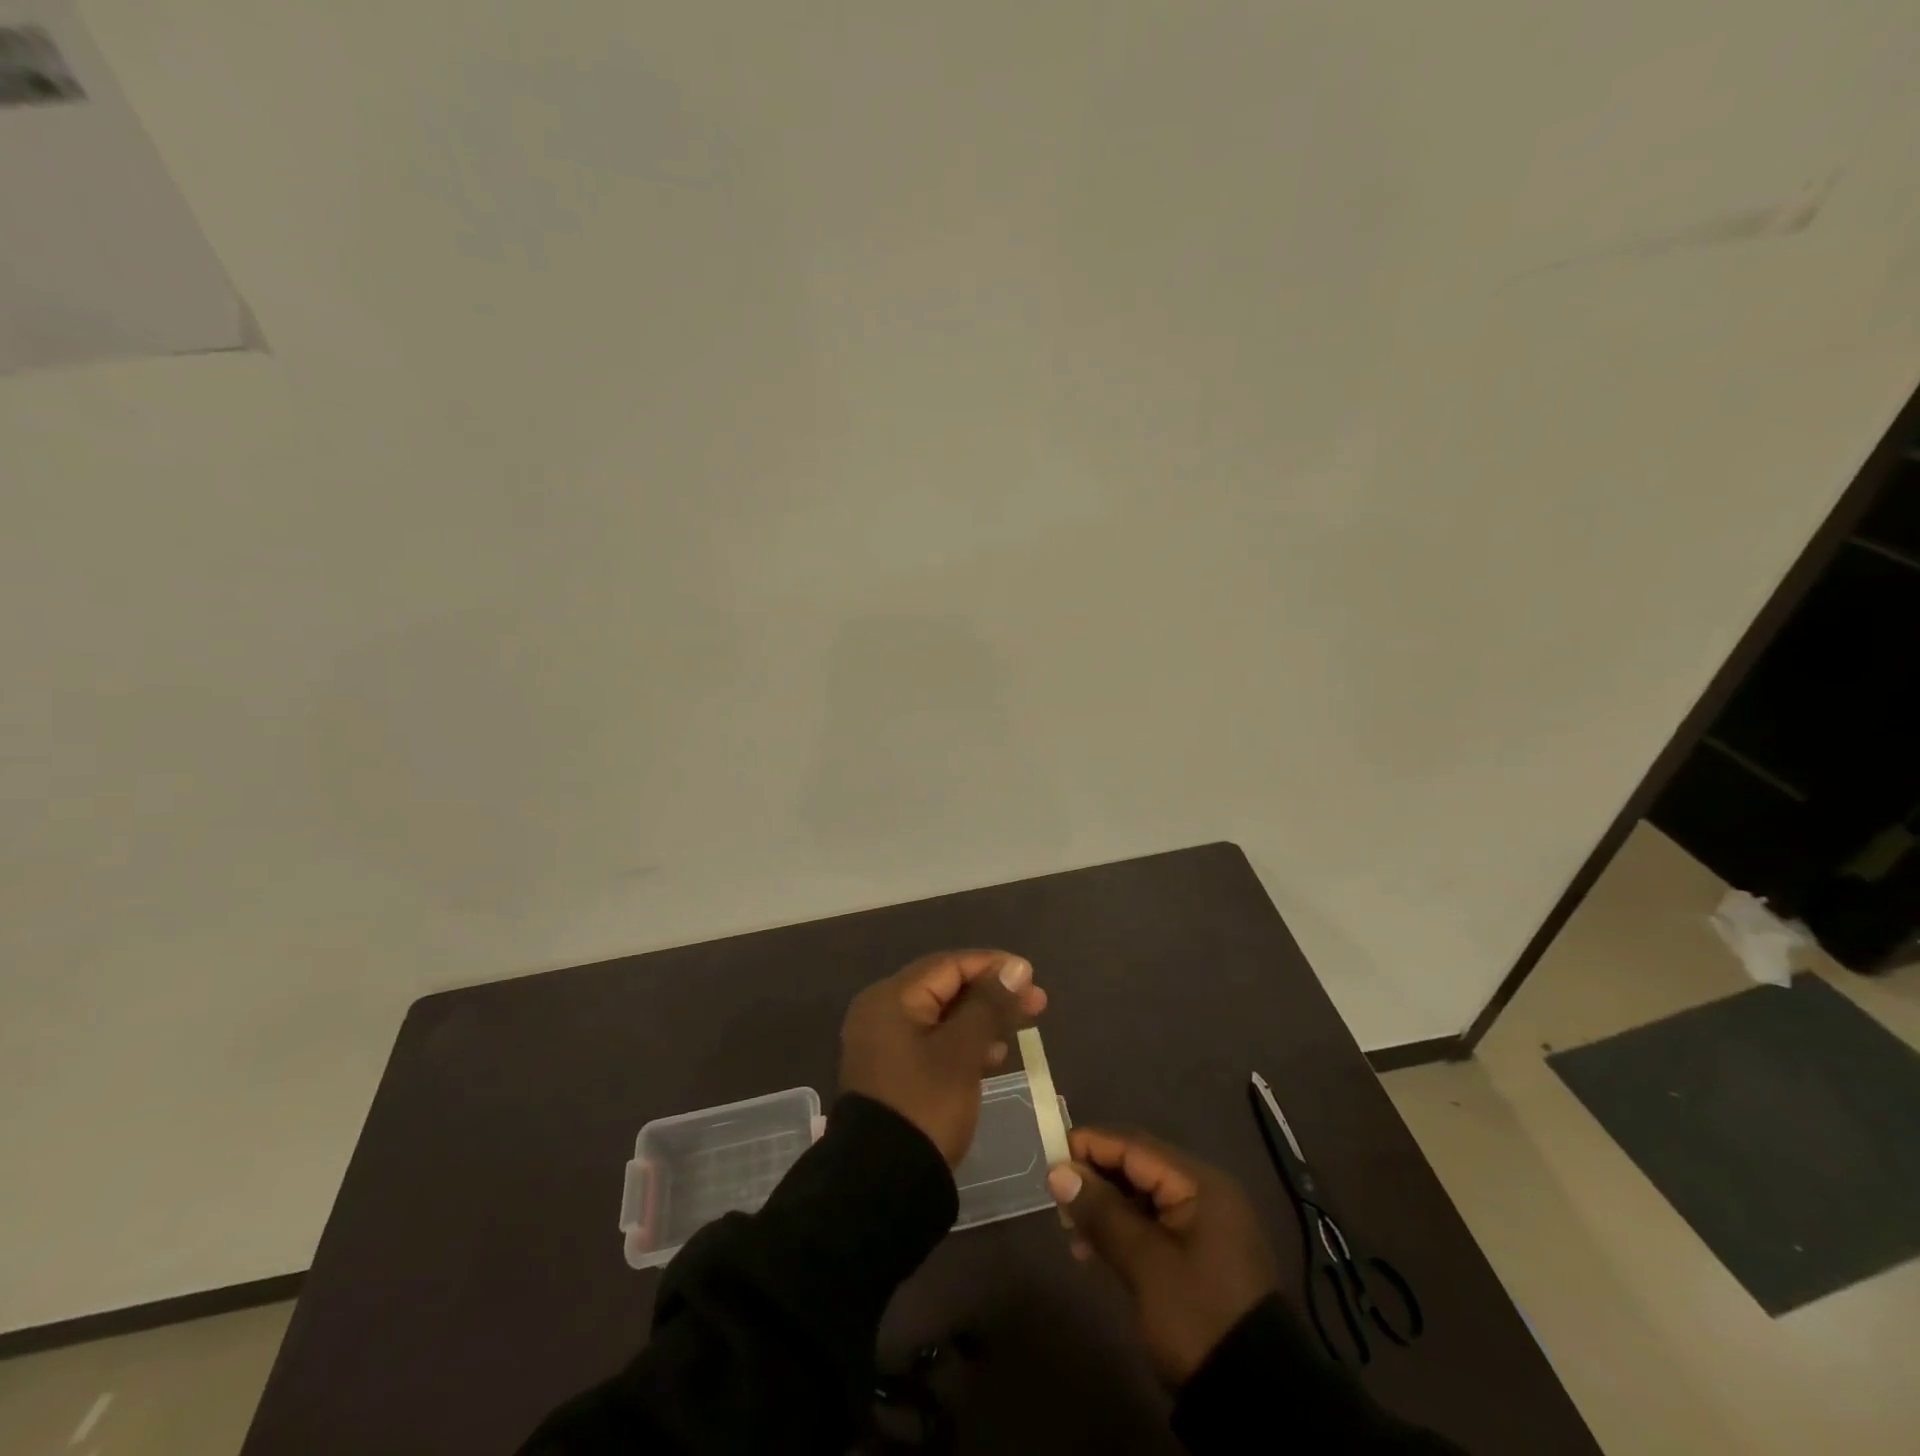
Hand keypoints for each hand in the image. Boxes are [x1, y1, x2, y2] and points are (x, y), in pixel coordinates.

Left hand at [839, 949, 1047, 1166]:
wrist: (883, 1185)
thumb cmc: (926, 1106)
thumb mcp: (962, 1052)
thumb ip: (990, 1004)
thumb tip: (1017, 967)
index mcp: (891, 998)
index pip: (949, 965)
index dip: (993, 967)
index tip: (1032, 977)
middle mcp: (882, 1011)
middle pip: (945, 987)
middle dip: (991, 993)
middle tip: (1037, 1003)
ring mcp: (884, 1042)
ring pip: (941, 1016)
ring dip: (981, 1018)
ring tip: (1019, 1028)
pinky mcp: (892, 1070)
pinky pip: (932, 1041)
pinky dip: (962, 1042)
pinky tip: (993, 1055)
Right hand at [1047, 1127, 1279, 1386]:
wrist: (1256, 1400)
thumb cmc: (1197, 1317)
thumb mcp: (1145, 1264)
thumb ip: (1101, 1212)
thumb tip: (1058, 1172)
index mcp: (1199, 1183)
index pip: (1135, 1146)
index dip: (1091, 1145)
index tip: (1050, 1155)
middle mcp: (1204, 1192)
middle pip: (1139, 1166)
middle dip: (1096, 1178)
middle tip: (1058, 1199)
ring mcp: (1204, 1223)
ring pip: (1143, 1196)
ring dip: (1106, 1207)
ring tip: (1072, 1231)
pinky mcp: (1199, 1252)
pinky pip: (1153, 1222)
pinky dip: (1123, 1229)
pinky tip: (1095, 1250)